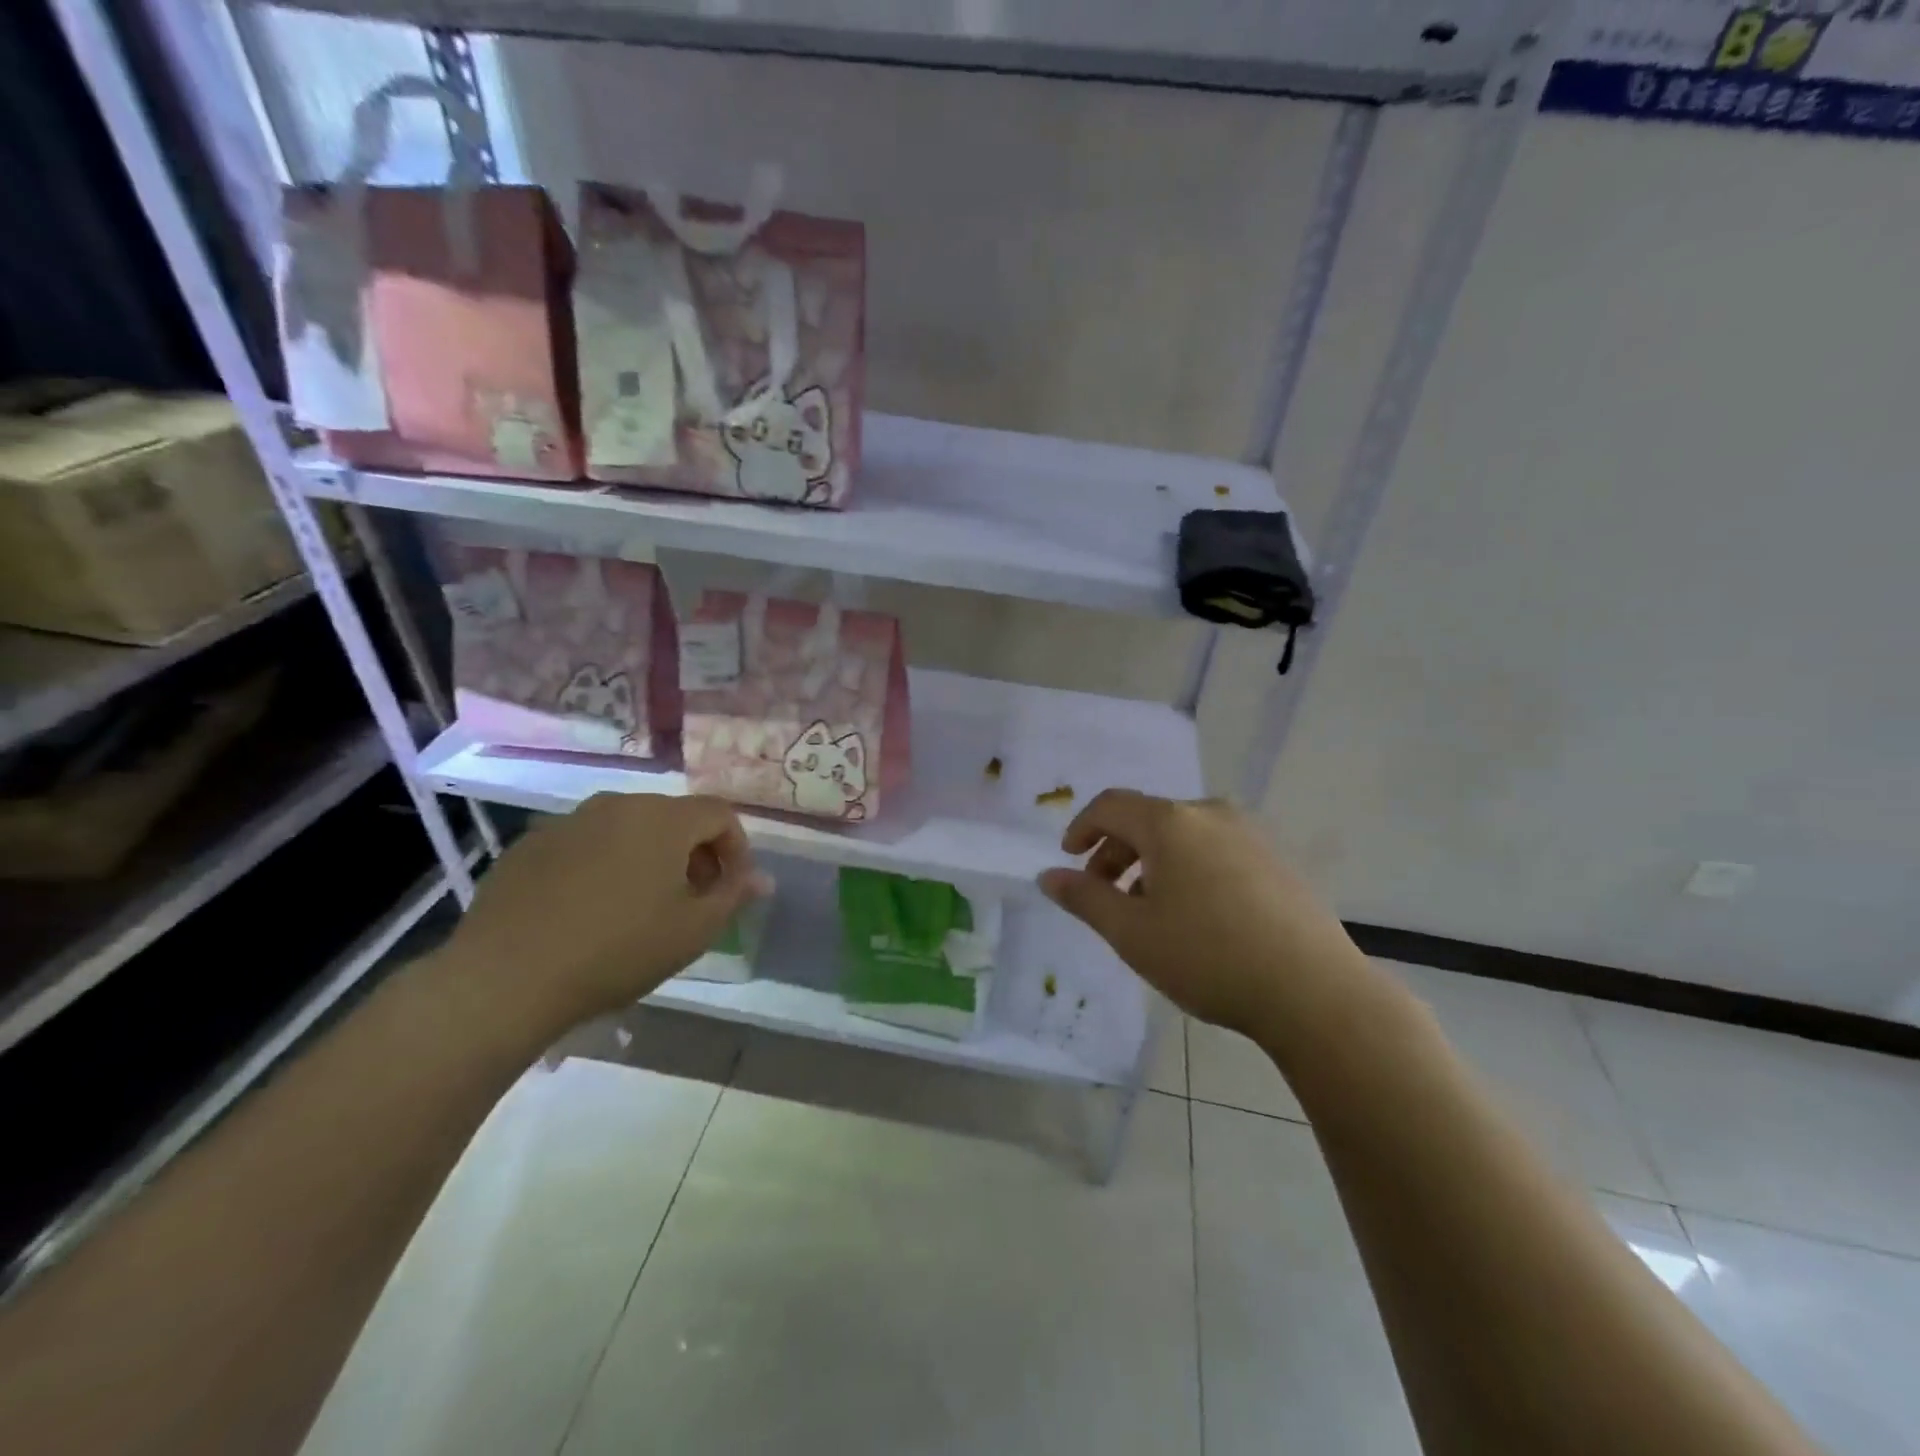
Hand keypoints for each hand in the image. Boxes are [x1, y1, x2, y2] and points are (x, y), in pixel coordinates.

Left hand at [437, 793, 770, 1039]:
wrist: (505, 978)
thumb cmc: (618, 951)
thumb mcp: (693, 930)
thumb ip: (734, 895)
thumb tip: (762, 879)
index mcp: (664, 818)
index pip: (720, 814)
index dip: (736, 848)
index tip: (731, 888)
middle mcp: (618, 804)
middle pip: (673, 817)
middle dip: (693, 853)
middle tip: (691, 899)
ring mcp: (569, 821)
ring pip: (627, 828)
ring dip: (648, 857)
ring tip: (640, 905)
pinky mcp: (530, 844)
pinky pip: (585, 844)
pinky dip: (602, 864)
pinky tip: (589, 909)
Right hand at [1037, 790, 1368, 1038]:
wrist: (1314, 991)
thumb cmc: (1208, 957)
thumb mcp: (1131, 933)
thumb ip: (1084, 898)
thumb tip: (1048, 875)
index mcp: (1170, 822)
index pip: (1111, 805)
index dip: (1082, 828)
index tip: (1069, 859)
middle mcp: (1210, 813)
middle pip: (1147, 818)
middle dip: (1116, 851)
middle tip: (1103, 894)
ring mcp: (1250, 833)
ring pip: (1183, 835)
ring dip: (1153, 862)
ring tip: (1149, 909)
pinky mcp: (1277, 859)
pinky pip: (1216, 849)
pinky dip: (1189, 867)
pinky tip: (1197, 914)